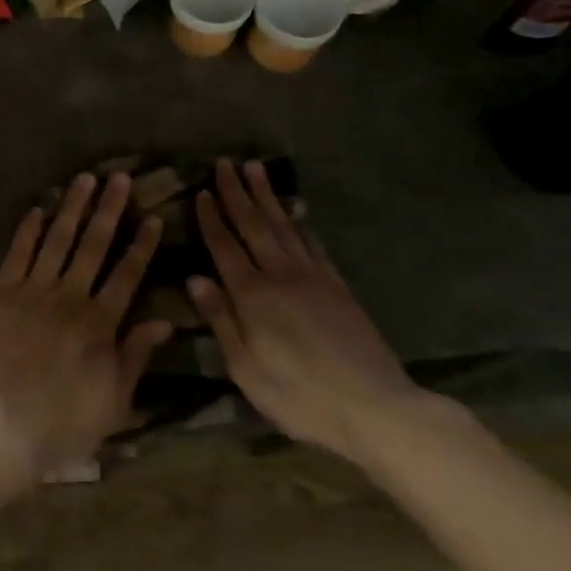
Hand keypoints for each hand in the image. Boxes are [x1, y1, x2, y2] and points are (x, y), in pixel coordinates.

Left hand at [0, 173, 170, 488]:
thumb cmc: (59, 423)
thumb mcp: (112, 402)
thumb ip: (136, 356)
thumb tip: (165, 321)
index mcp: (100, 323)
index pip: (127, 273)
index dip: (141, 243)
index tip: (152, 216)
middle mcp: (70, 297)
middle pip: (93, 245)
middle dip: (109, 209)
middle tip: (120, 178)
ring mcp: (32, 290)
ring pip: (57, 239)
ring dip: (72, 207)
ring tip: (85, 179)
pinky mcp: (0, 291)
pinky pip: (18, 252)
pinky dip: (29, 229)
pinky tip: (39, 208)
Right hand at [189, 160, 422, 462]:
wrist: (375, 407)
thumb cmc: (299, 395)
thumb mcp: (245, 368)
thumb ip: (220, 319)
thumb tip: (195, 278)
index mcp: (252, 294)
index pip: (224, 246)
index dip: (211, 217)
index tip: (202, 190)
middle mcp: (280, 275)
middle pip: (254, 225)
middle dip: (237, 193)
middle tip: (226, 163)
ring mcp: (313, 277)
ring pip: (284, 226)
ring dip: (267, 197)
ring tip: (256, 169)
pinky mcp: (337, 286)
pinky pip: (312, 244)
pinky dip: (300, 223)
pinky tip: (295, 213)